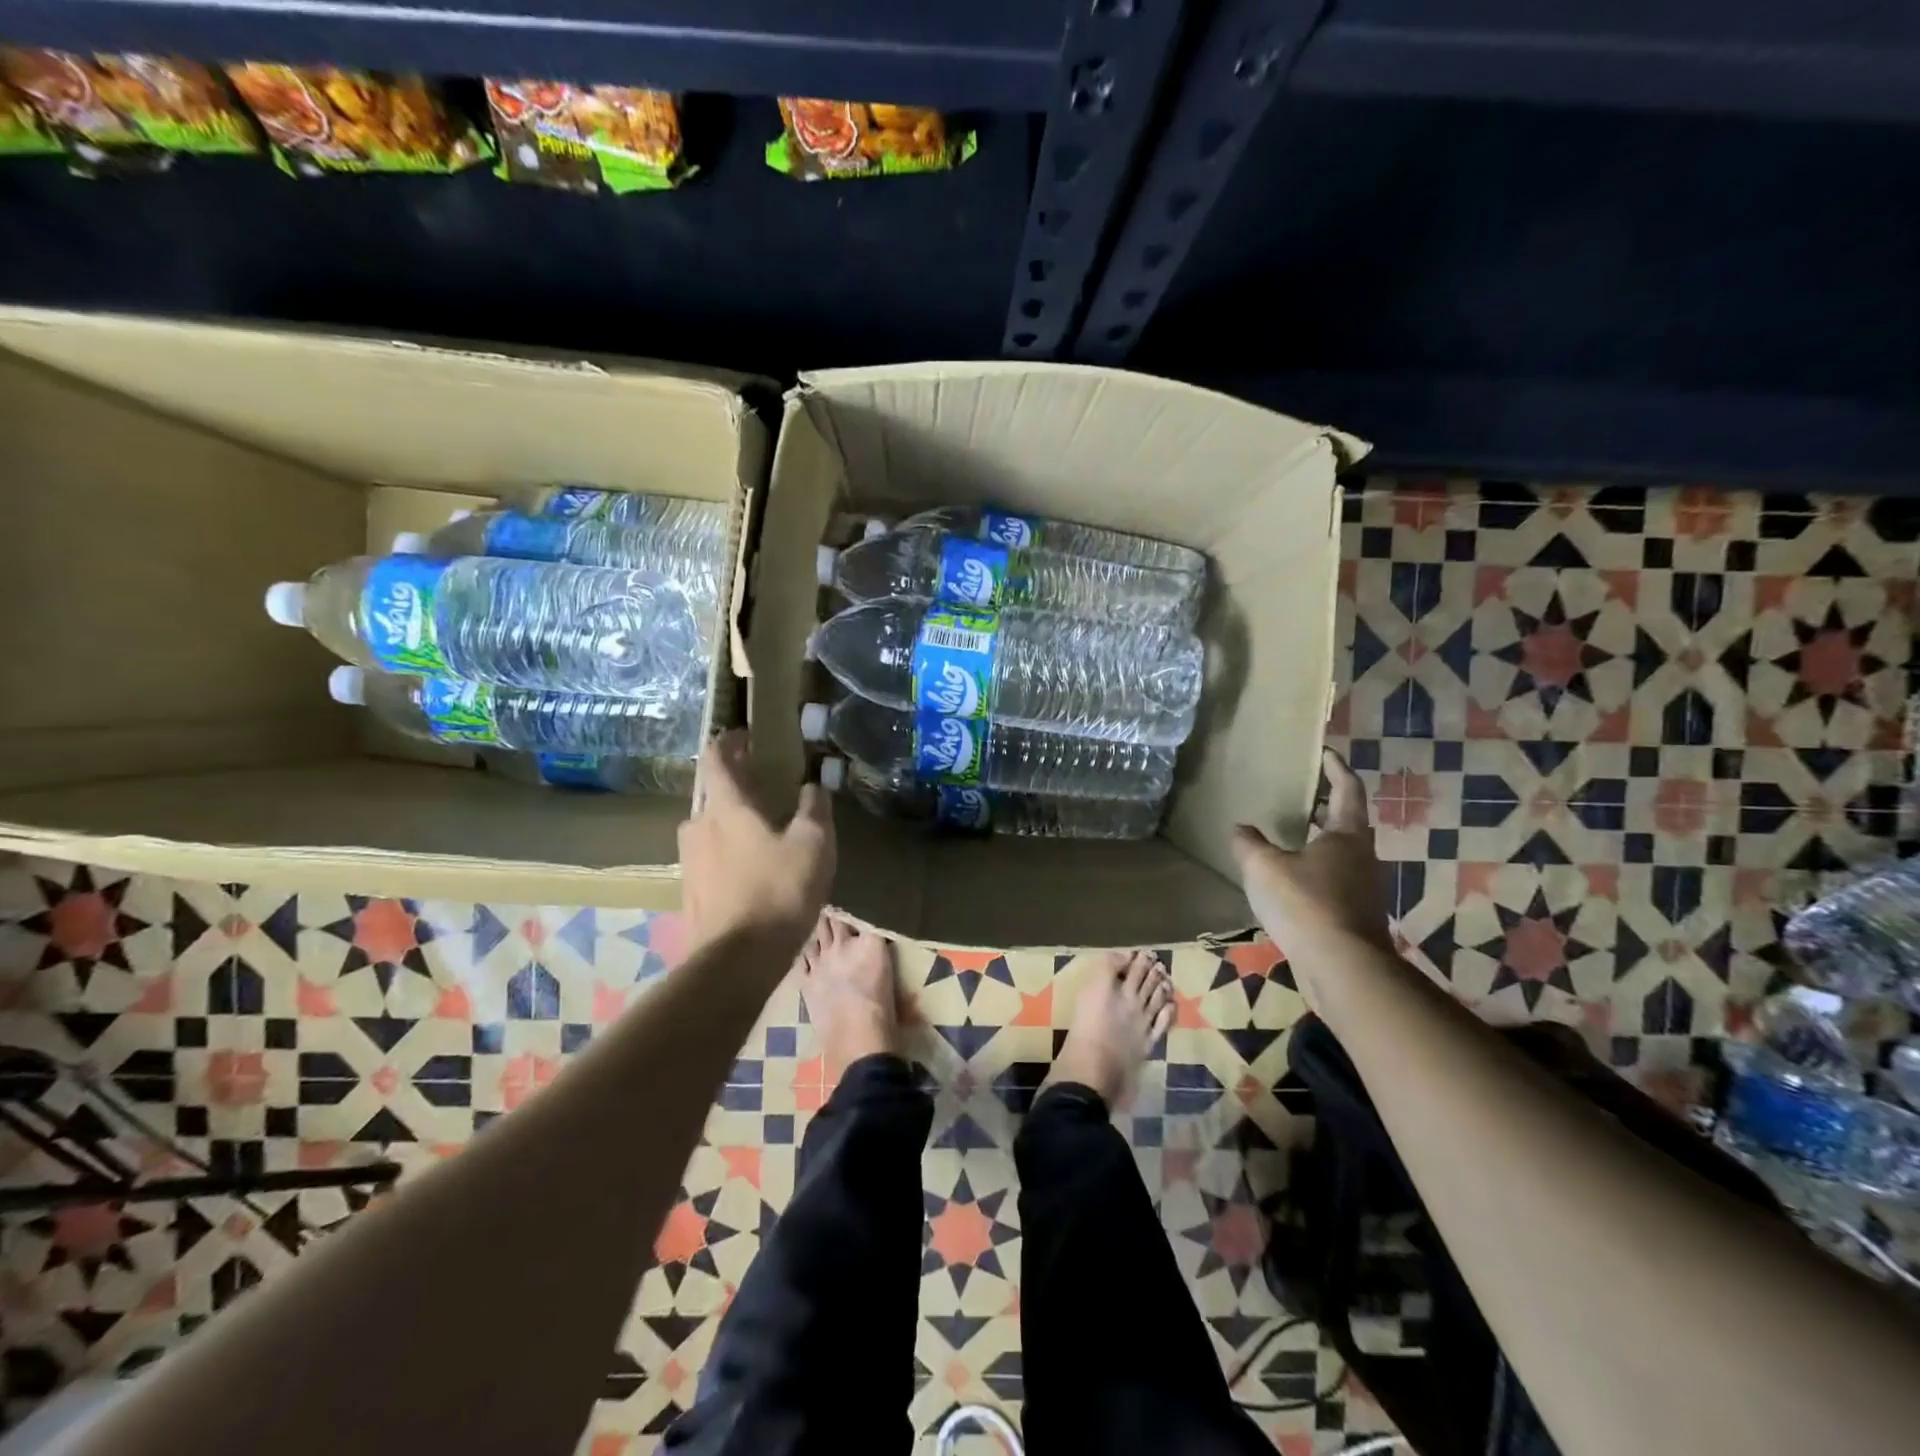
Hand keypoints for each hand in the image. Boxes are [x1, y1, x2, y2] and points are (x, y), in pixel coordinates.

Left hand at [678, 731, 834, 951]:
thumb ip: (815, 808)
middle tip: (762, 780)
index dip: (729, 741)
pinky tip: (751, 865)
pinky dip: (727, 848)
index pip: (715, 758)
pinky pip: (709, 856)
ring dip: (730, 817)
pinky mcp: (691, 891)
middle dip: (734, 781)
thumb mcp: (813, 844)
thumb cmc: (778, 891)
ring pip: (709, 826)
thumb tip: (813, 786)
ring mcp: (689, 861)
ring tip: (760, 824)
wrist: (736, 961)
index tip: (746, 735)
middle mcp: (698, 826)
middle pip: (711, 792)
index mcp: (725, 807)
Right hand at [1230, 749, 1391, 962]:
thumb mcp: (1263, 868)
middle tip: (1301, 796)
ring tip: (1289, 839)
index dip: (1336, 768)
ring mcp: (1364, 888)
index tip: (1325, 753)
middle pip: (1347, 822)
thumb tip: (1240, 828)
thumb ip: (1249, 844)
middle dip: (1325, 806)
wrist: (1344, 968)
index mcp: (1346, 835)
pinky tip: (1291, 883)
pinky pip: (1335, 881)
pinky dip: (1316, 872)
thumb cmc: (1306, 904)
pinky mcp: (1357, 915)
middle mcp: (1363, 856)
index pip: (1347, 789)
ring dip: (1319, 841)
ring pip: (1342, 854)